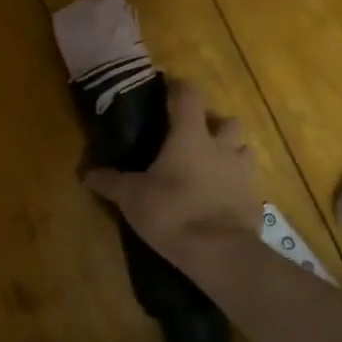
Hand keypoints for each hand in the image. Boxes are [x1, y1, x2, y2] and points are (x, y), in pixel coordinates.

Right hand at [84, 80, 257, 267]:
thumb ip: (110, 182)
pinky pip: (247, 182)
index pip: (189, 95)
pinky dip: (235, 185)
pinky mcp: (255, 200)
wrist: (219, 253)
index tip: (166, 91)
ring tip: (211, 168)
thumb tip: (86, 173)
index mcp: (190, 137)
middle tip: (193, 139)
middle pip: (227, 121)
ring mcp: (243, 173)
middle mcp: (222, 147)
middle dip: (213, 126)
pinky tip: (220, 199)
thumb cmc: (172, 213)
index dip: (178, 88)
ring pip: (243, 150)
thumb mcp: (131, 198)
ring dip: (230, 153)